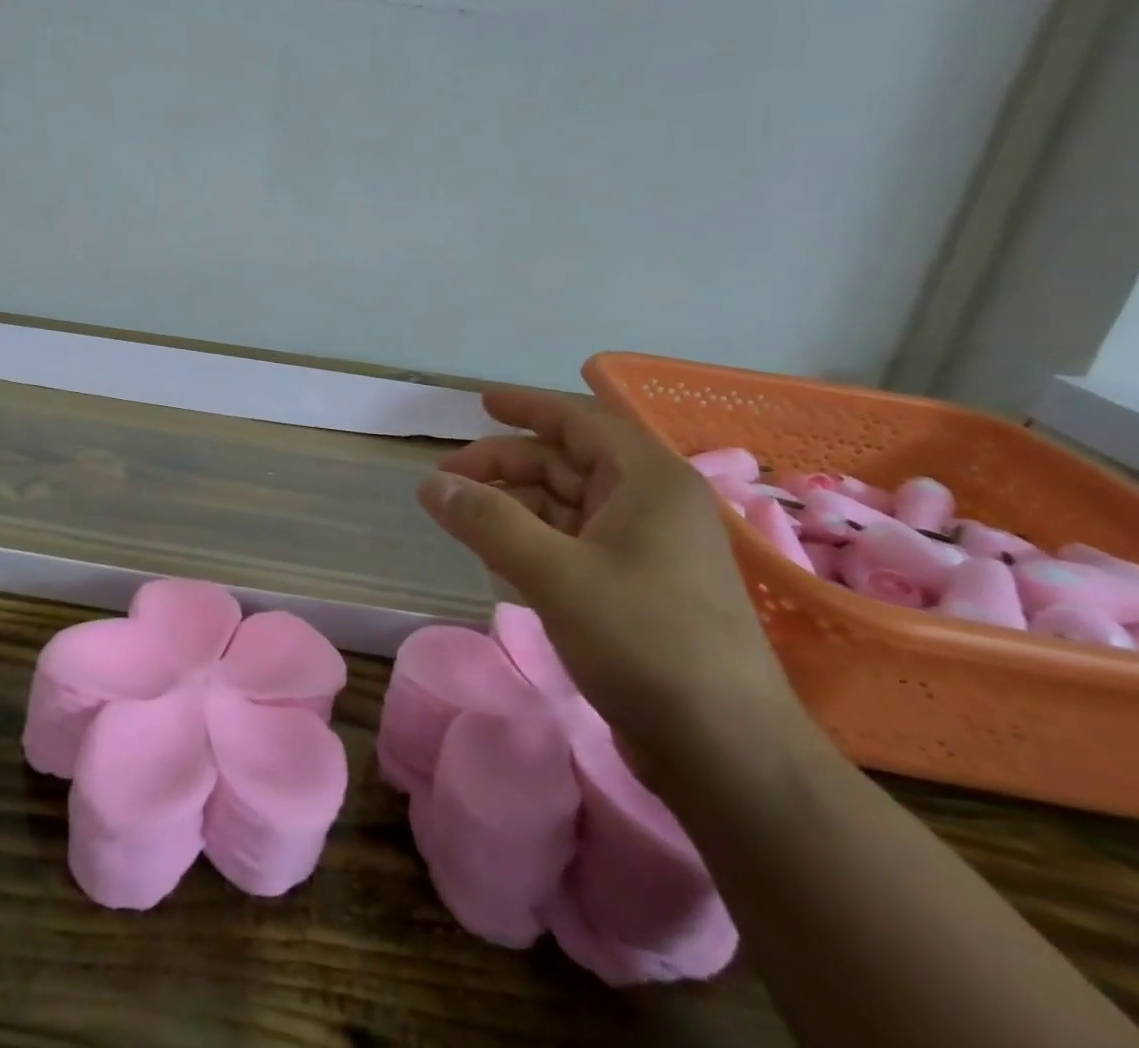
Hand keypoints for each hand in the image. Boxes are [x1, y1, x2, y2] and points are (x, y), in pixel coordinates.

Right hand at [417, 388, 801, 776]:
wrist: (724, 750)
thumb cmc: (644, 640)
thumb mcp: (553, 573)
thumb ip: (487, 520)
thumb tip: (430, 484)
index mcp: (647, 480)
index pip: (579, 420)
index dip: (526, 407)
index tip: (479, 404)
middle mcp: (650, 503)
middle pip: (565, 462)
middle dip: (504, 464)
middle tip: (446, 479)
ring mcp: (646, 548)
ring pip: (565, 505)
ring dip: (512, 505)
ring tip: (461, 517)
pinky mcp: (636, 588)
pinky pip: (572, 543)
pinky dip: (531, 540)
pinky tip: (496, 555)